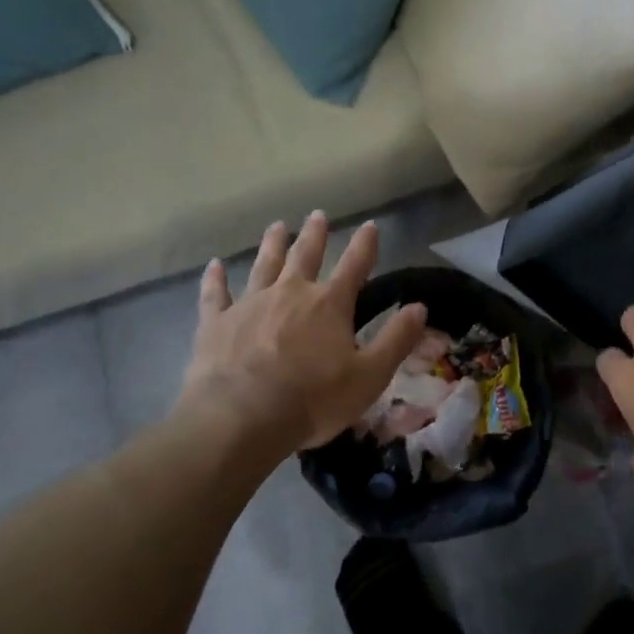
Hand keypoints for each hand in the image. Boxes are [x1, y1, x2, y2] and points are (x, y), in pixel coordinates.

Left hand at [173, 213, 426, 461]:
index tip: (370, 225)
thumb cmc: (313, 399)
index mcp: (329, 304)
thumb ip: (396, 339)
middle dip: (314, 235)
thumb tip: (420, 307)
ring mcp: (250, 304)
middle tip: (317, 215)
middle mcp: (290, 293)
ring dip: (272, 244)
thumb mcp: (370, 375)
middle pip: (304, 255)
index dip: (365, 245)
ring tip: (277, 226)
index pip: (354, 265)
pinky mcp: (217, 323)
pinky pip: (216, 294)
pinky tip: (213, 266)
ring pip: (263, 265)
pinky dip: (215, 279)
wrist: (240, 418)